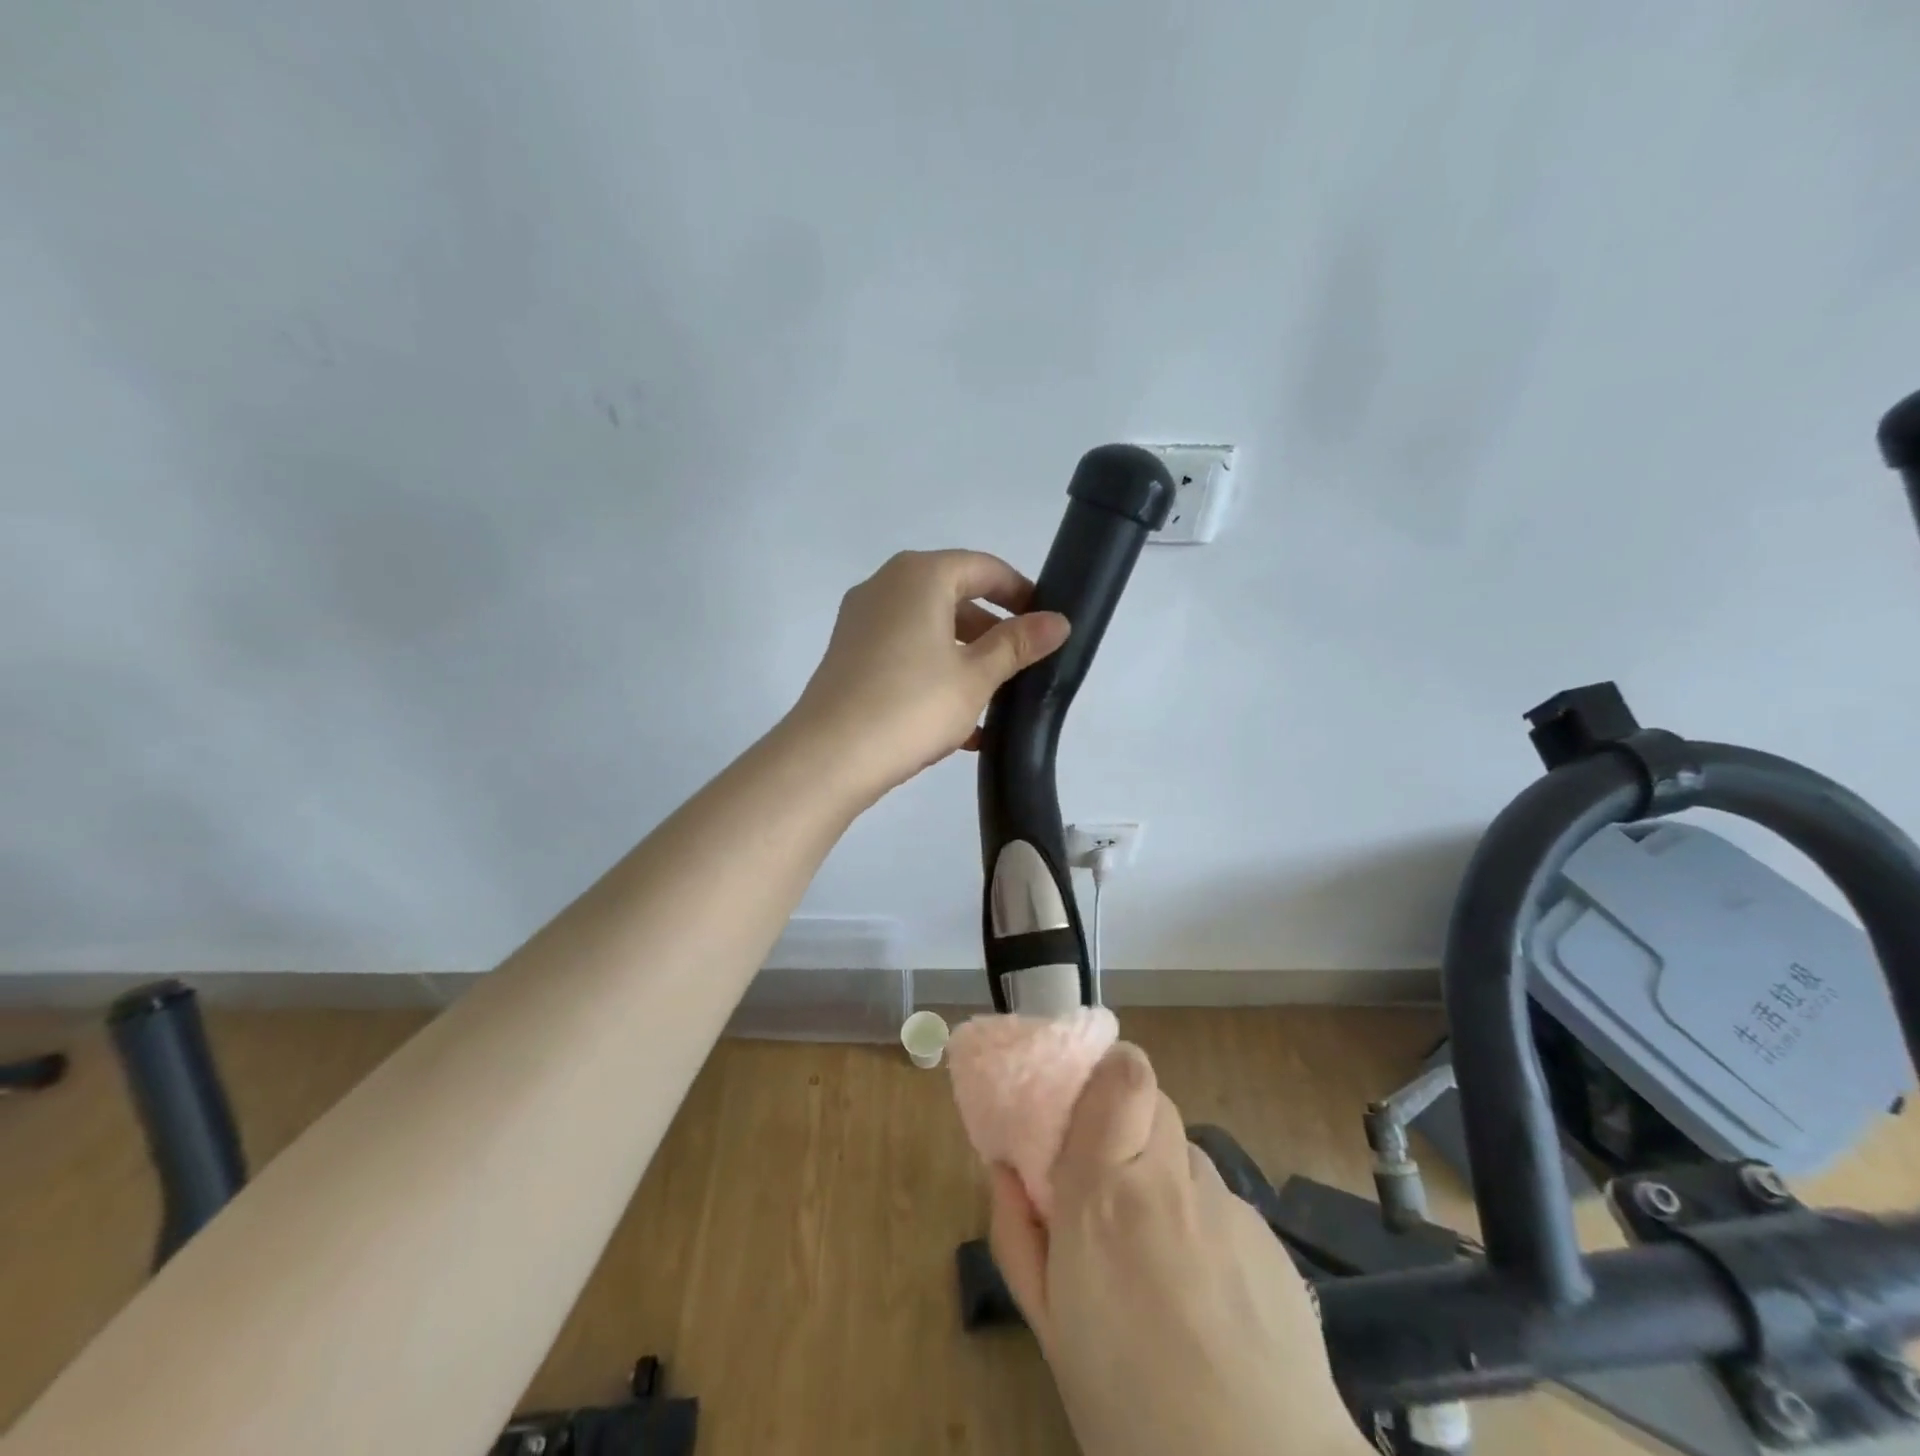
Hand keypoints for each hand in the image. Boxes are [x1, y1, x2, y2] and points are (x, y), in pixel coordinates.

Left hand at [785, 550, 1069, 802]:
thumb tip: (1058, 621)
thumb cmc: (912, 705)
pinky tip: (959, 725)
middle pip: (953, 596)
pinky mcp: (849, 655)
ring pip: (928, 629)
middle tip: (1023, 664)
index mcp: (920, 576)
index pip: (984, 568)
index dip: (1020, 592)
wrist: (829, 756)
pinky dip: (934, 674)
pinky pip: (904, 653)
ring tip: (995, 701)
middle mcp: (886, 586)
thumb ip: (1018, 645)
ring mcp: (862, 621)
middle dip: (992, 631)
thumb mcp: (976, 676)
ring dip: (965, 659)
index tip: (1045, 622)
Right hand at [988, 1046, 1369, 1455]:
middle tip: (1109, 1179)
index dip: (1105, 1070)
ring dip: (1162, 1175)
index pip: (1122, 1075)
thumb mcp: (1049, 1328)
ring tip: (1156, 1248)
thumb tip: (1005, 1167)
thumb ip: (1018, 1234)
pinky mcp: (1268, 1234)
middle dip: (1124, 1122)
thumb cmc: (1129, 1408)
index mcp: (1104, 1195)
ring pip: (1185, 1151)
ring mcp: (1226, 1204)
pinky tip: (1203, 1287)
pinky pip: (1219, 1199)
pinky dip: (1199, 1218)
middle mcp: (1169, 1181)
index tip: (1081, 1098)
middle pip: (1152, 1099)